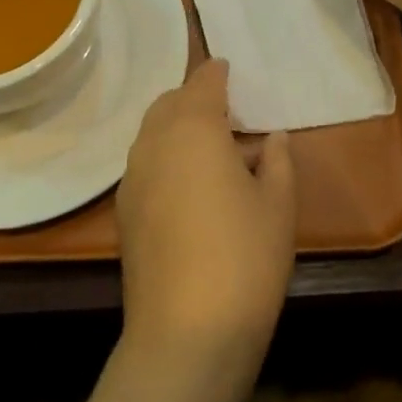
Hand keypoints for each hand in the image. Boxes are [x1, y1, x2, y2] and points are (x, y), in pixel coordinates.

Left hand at [116, 60, 295, 393]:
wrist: (186, 333)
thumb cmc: (245, 258)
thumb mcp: (278, 206)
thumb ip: (277, 161)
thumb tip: (272, 137)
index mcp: (193, 129)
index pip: (202, 83)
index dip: (216, 73)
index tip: (228, 68)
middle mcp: (154, 143)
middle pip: (169, 103)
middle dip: (193, 98)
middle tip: (225, 110)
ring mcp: (132, 177)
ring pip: (152, 133)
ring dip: (176, 127)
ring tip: (210, 147)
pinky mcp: (123, 211)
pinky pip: (145, 164)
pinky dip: (165, 157)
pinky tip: (189, 185)